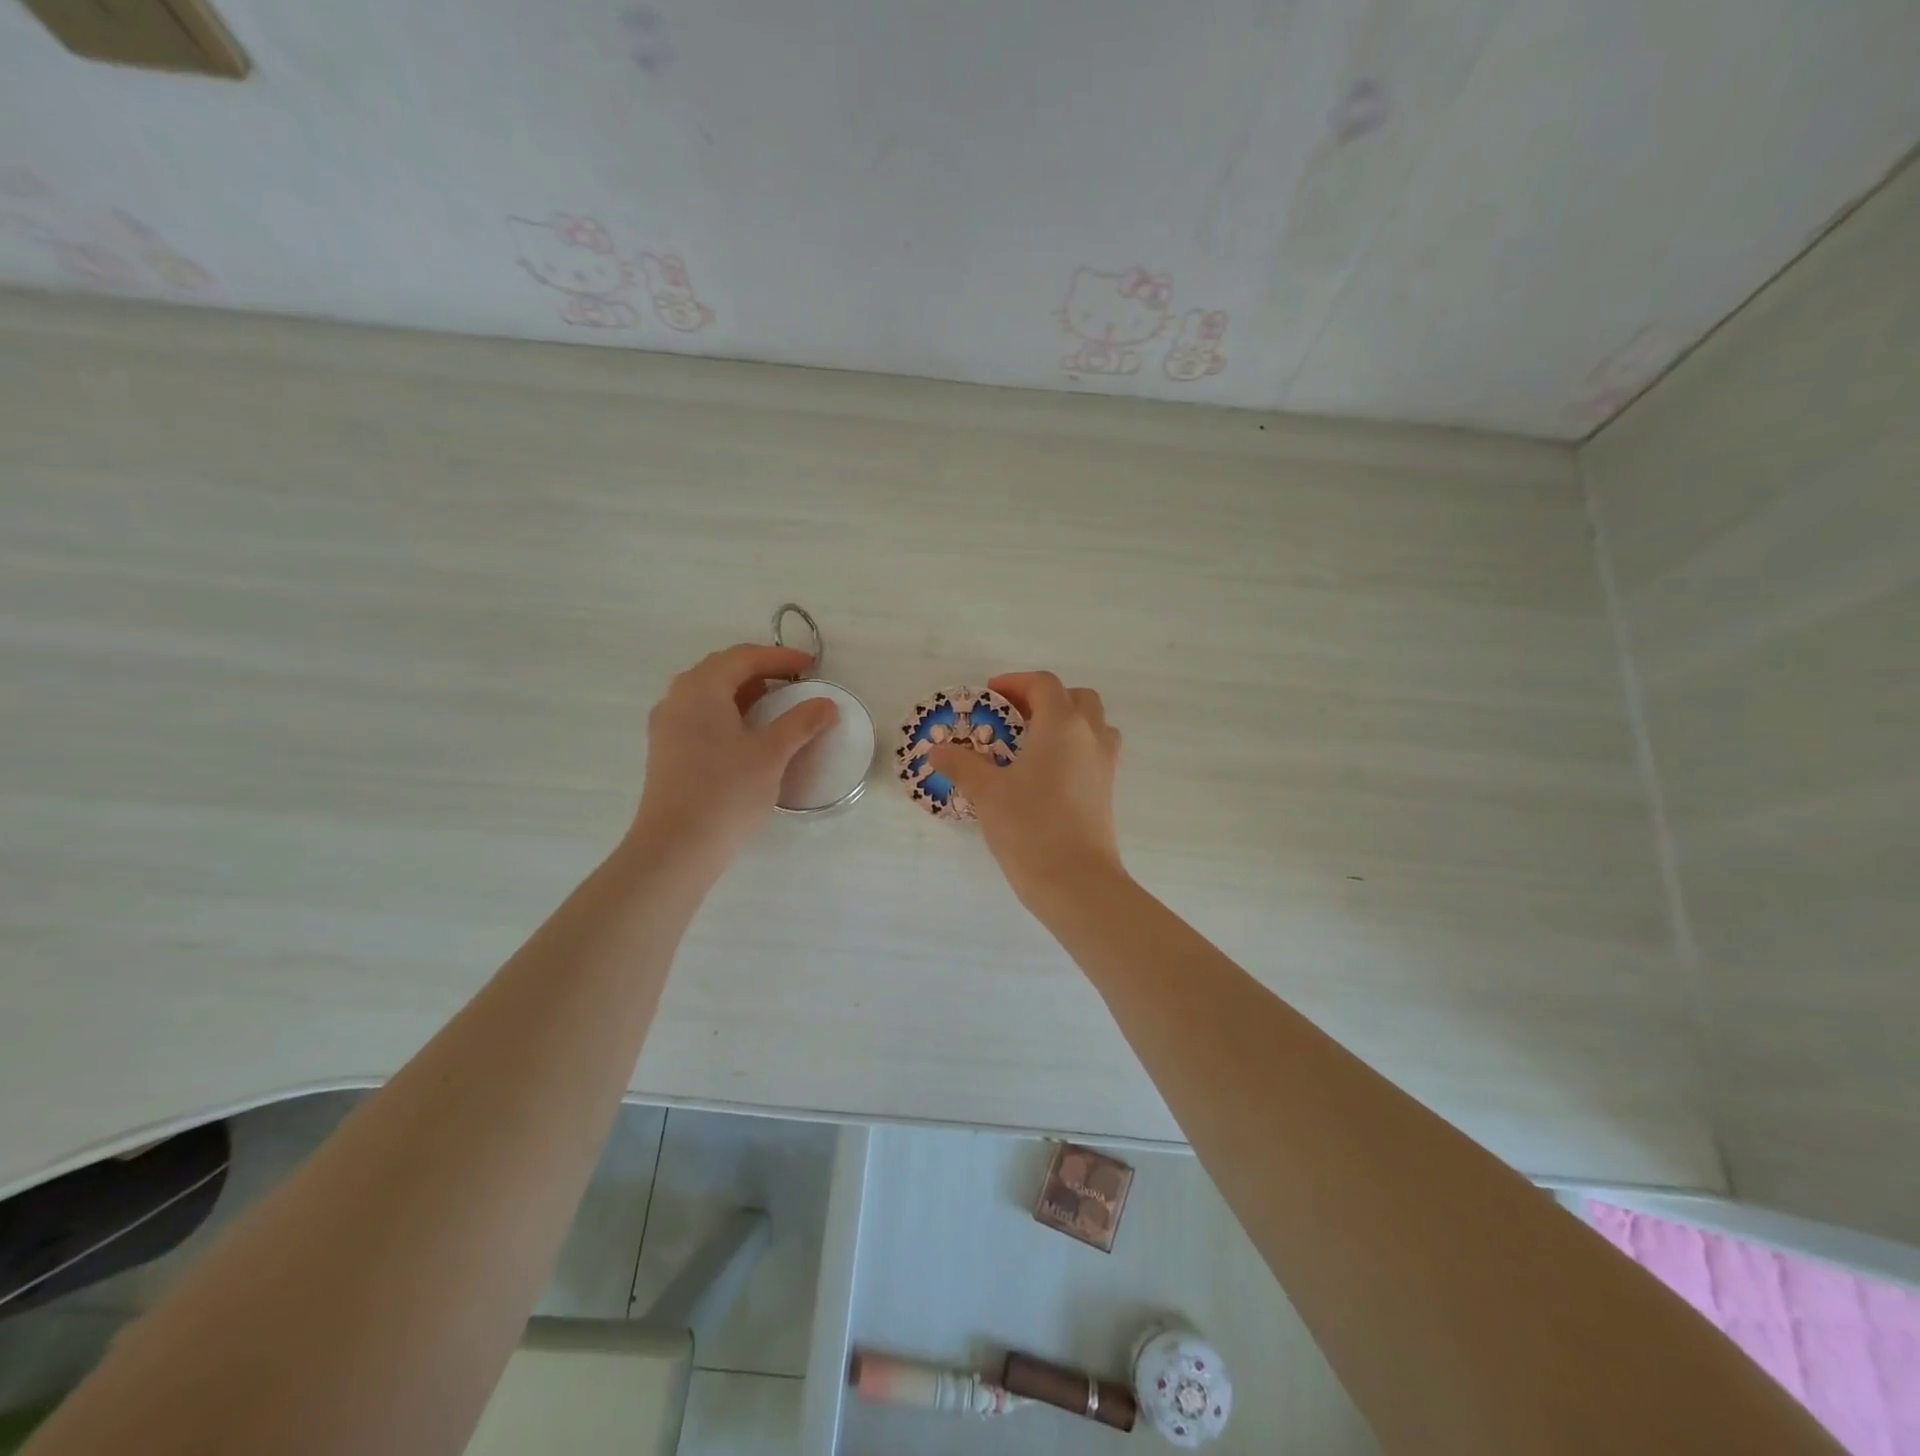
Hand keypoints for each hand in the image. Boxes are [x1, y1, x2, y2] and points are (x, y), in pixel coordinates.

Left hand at [629, 644, 838, 873]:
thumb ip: (801, 723)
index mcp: (702, 688)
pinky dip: (727, 713)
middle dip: (760, 671)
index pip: (744, 657)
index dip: (780, 657)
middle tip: (794, 683)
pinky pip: (699, 716)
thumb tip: (826, 704)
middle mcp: (678, 698)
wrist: (676, 846)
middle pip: (722, 670)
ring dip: (743, 693)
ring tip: (774, 707)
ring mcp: (667, 726)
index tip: (811, 667)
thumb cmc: (727, 791)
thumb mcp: (772, 754)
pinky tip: (746, 736)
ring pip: (708, 694)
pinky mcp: (666, 751)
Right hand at [928, 671, 1124, 903]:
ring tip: (1034, 743)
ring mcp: (1104, 764)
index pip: (1044, 684)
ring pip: (1093, 724)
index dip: (1016, 683)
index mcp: (1062, 725)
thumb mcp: (987, 793)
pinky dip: (1075, 748)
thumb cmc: (1030, 827)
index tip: (991, 695)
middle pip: (1076, 697)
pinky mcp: (1107, 790)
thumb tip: (937, 750)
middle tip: (1014, 717)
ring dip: (1067, 721)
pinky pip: (1095, 752)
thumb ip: (961, 765)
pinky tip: (1047, 774)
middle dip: (1045, 699)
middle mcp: (1090, 736)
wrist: (1076, 881)